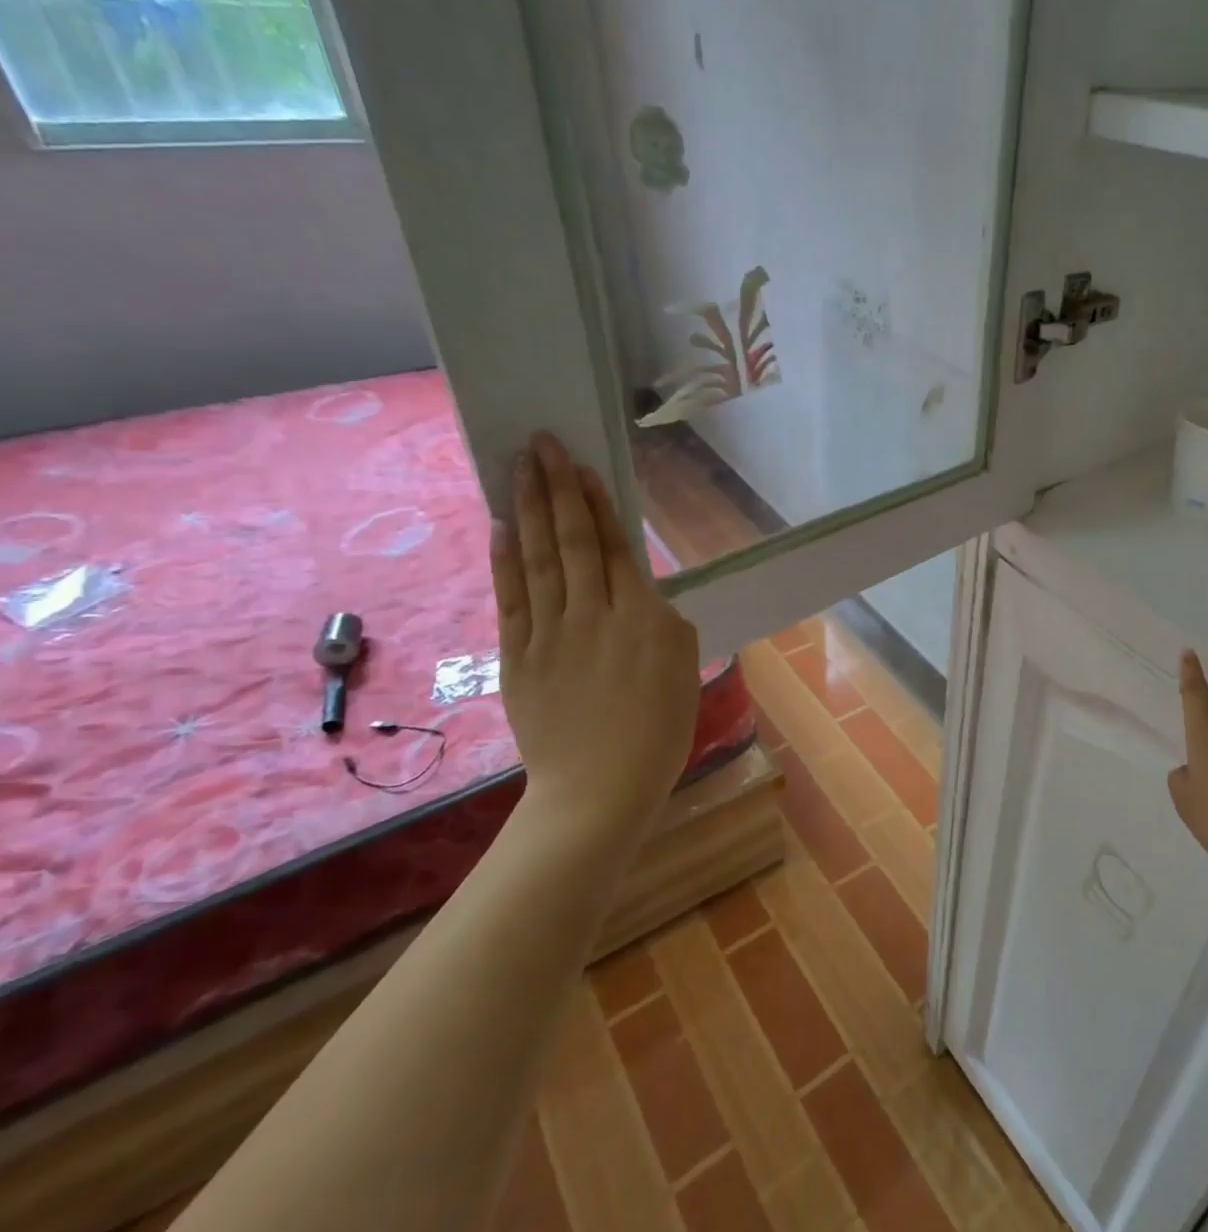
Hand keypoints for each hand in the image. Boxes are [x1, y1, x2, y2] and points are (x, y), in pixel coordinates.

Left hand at [490, 432, 700, 837]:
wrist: (599, 788)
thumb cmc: (658, 731)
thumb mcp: (683, 668)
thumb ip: (661, 621)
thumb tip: (637, 594)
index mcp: (643, 617)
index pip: (614, 546)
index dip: (595, 502)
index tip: (579, 465)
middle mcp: (594, 613)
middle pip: (571, 539)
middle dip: (555, 487)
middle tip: (539, 443)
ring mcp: (550, 633)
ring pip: (538, 558)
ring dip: (527, 509)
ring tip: (518, 467)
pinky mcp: (517, 656)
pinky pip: (511, 598)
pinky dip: (504, 559)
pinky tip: (501, 526)